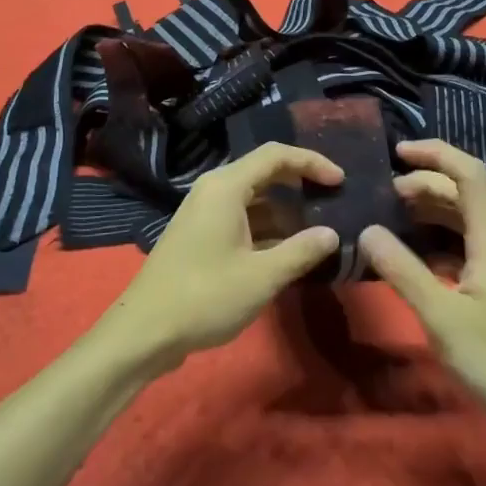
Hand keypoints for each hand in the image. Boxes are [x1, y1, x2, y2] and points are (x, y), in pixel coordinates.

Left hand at [97, 143, 341, 372]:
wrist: (145, 330)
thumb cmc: (205, 296)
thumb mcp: (262, 276)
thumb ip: (301, 251)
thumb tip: (332, 234)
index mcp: (226, 187)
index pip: (275, 155)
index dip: (311, 162)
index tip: (339, 180)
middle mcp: (214, 190)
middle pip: (264, 171)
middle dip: (300, 182)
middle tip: (333, 199)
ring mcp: (205, 212)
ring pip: (254, 197)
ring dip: (285, 209)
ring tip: (318, 227)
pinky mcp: (201, 234)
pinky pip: (242, 217)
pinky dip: (267, 226)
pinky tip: (288, 249)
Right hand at [360, 140, 485, 436]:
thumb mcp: (441, 316)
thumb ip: (403, 270)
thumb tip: (367, 229)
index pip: (469, 174)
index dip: (436, 153)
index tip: (397, 152)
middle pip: (461, 193)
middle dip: (423, 182)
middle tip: (382, 193)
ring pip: (459, 219)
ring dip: (426, 209)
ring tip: (388, 215)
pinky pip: (457, 245)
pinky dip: (430, 239)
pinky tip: (406, 254)